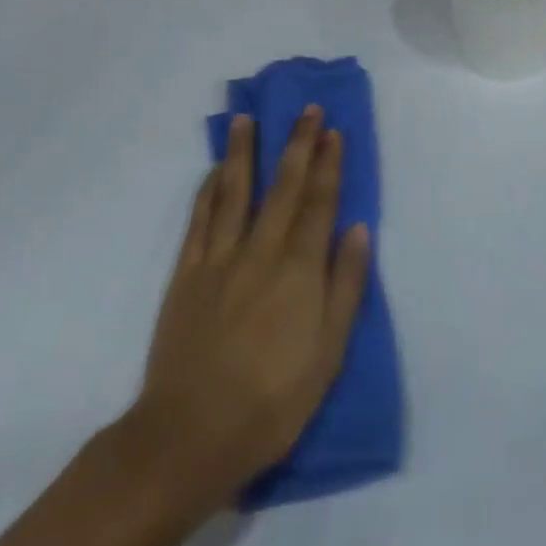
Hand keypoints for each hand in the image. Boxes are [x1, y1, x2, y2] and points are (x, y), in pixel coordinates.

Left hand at [131, 107, 370, 511]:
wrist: (190, 436)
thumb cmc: (272, 401)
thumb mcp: (328, 353)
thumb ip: (345, 286)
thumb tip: (358, 229)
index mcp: (299, 269)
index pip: (319, 202)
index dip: (328, 164)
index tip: (333, 130)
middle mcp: (261, 250)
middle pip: (283, 185)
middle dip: (297, 143)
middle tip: (306, 109)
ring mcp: (219, 258)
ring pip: (234, 191)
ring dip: (243, 151)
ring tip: (246, 118)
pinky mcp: (186, 274)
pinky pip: (200, 220)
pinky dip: (208, 190)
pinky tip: (214, 171)